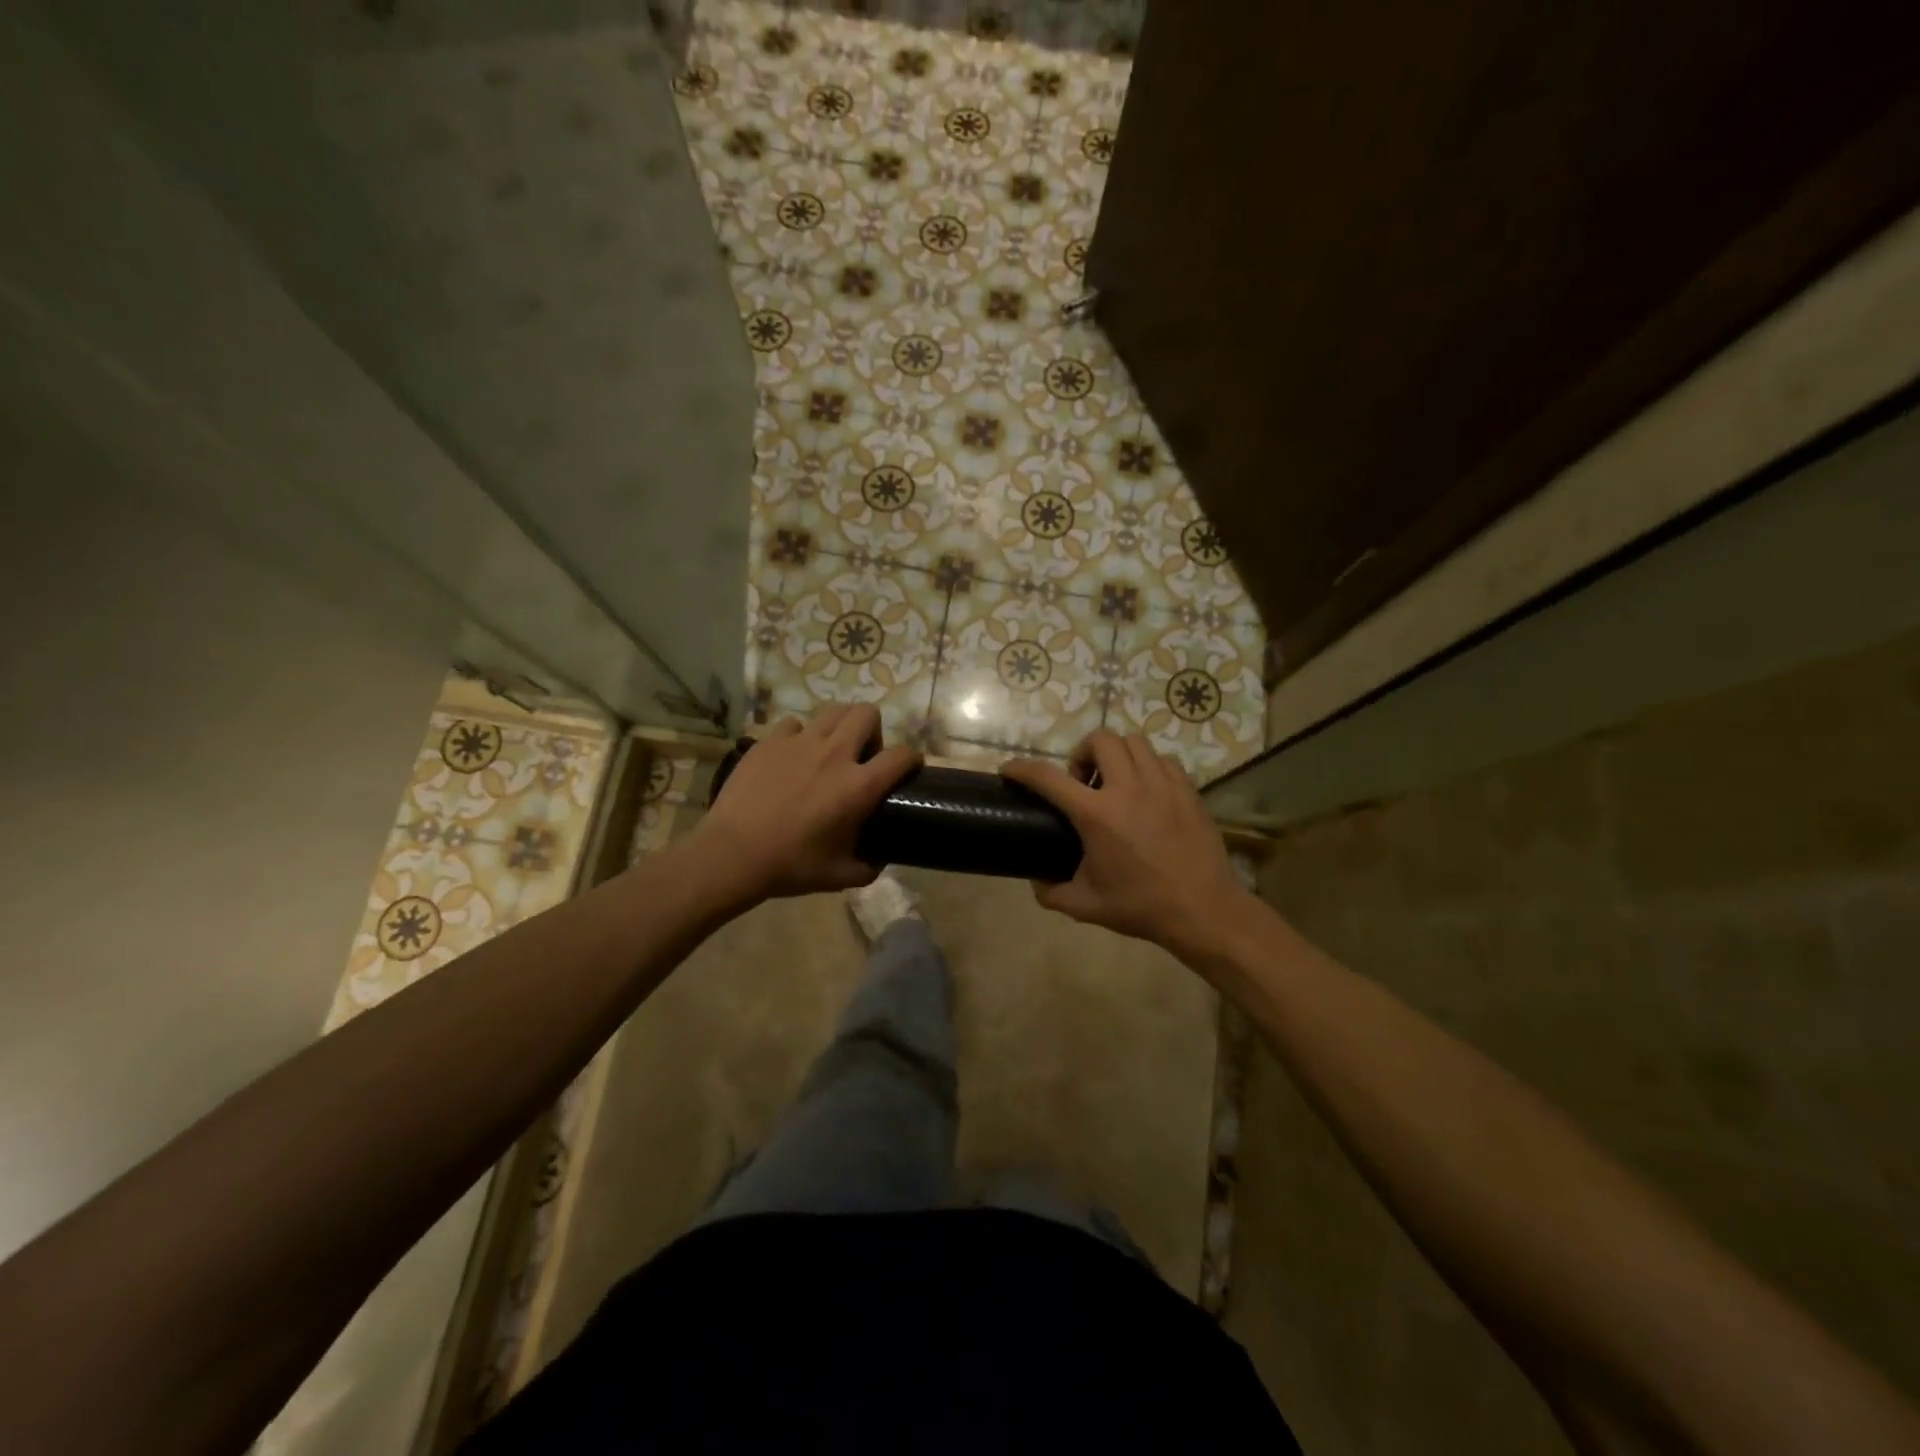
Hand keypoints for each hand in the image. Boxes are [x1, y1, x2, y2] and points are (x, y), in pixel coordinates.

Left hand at [694, 705, 918, 903]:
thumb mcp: (840, 876)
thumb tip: (879, 858)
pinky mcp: (770, 741)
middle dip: (873, 730)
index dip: (912, 759)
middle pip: (867, 713)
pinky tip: (792, 758)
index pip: (901, 756)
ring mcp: (799, 742)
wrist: (733, 854)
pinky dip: (800, 737)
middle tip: (862, 756)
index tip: (908, 769)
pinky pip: (794, 725)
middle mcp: (834, 754)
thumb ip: (869, 866)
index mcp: (858, 786)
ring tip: (830, 750)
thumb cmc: (791, 866)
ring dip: (839, 727)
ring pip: (832, 711)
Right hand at [1001, 731, 1251, 959]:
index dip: (1022, 769)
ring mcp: (1162, 784)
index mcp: (1097, 815)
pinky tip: (1145, 792)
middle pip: (1099, 740)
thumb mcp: (1085, 906)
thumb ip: (1051, 891)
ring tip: (1114, 783)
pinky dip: (1146, 766)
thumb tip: (1036, 879)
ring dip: (1116, 755)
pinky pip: (1161, 759)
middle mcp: (1128, 789)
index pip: (1048, 778)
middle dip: (1082, 754)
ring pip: (1134, 742)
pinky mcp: (1187, 789)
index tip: (1009, 769)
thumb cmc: (1141, 907)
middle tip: (1082, 783)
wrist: (1203, 910)